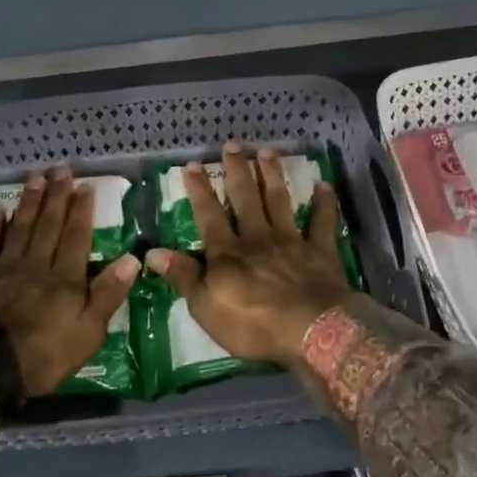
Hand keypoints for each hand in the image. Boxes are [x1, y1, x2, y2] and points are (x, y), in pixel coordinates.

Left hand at [0, 170, 139, 396]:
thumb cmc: (43, 355)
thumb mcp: (89, 332)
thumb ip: (108, 294)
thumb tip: (132, 259)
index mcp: (66, 279)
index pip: (76, 237)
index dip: (82, 211)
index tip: (85, 186)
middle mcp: (37, 265)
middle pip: (48, 225)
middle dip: (56, 196)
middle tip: (60, 170)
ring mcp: (5, 269)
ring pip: (20, 228)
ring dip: (29, 202)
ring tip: (35, 178)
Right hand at [144, 145, 353, 369]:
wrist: (311, 331)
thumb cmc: (253, 325)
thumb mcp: (206, 308)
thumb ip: (183, 277)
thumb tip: (152, 252)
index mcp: (228, 253)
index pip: (208, 215)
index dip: (200, 190)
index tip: (194, 164)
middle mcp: (258, 238)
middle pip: (246, 198)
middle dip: (237, 171)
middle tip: (233, 145)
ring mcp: (291, 242)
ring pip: (280, 201)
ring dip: (273, 176)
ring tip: (268, 152)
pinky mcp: (320, 252)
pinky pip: (323, 222)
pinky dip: (324, 203)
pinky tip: (323, 185)